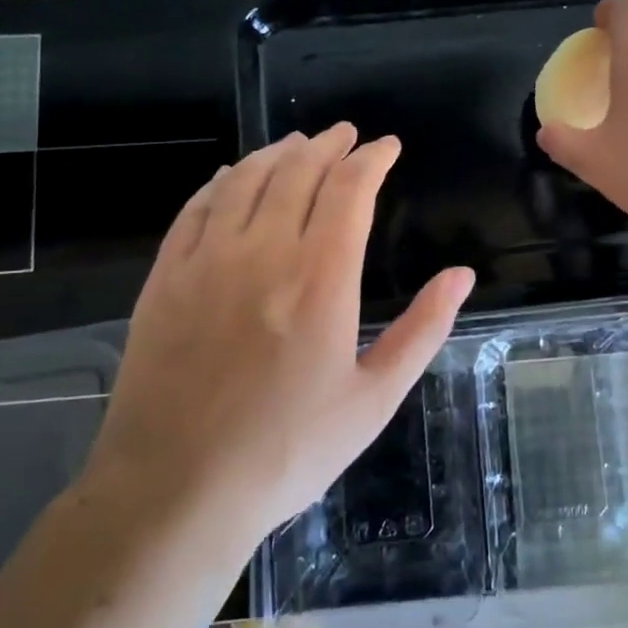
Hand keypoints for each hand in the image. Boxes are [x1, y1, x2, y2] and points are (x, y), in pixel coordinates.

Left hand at [85, 124, 474, 550]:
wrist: (174, 492)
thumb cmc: (287, 452)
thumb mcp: (374, 400)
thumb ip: (423, 330)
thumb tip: (462, 275)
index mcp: (321, 279)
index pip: (350, 190)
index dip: (372, 159)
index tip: (387, 147)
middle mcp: (263, 252)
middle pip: (298, 172)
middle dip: (328, 145)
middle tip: (346, 135)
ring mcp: (206, 261)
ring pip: (245, 179)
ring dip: (277, 153)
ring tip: (298, 143)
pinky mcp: (165, 278)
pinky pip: (196, 208)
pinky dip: (221, 181)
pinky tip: (231, 175)